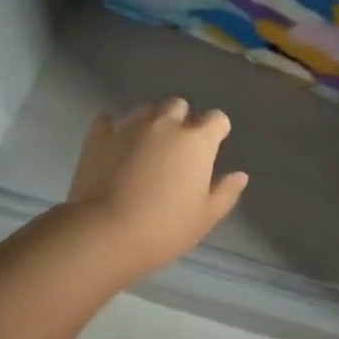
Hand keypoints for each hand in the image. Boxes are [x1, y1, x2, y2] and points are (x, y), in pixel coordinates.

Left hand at [67, 98, 249, 278]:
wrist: (105, 232)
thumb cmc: (164, 228)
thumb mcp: (205, 217)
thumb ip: (225, 193)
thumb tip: (240, 175)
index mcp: (196, 141)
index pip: (216, 119)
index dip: (216, 130)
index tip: (213, 146)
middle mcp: (165, 124)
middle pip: (178, 105)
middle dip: (182, 119)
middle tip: (178, 146)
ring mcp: (129, 126)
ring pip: (146, 110)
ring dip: (151, 122)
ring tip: (147, 146)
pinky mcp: (99, 137)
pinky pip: (108, 121)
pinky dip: (113, 128)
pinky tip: (114, 142)